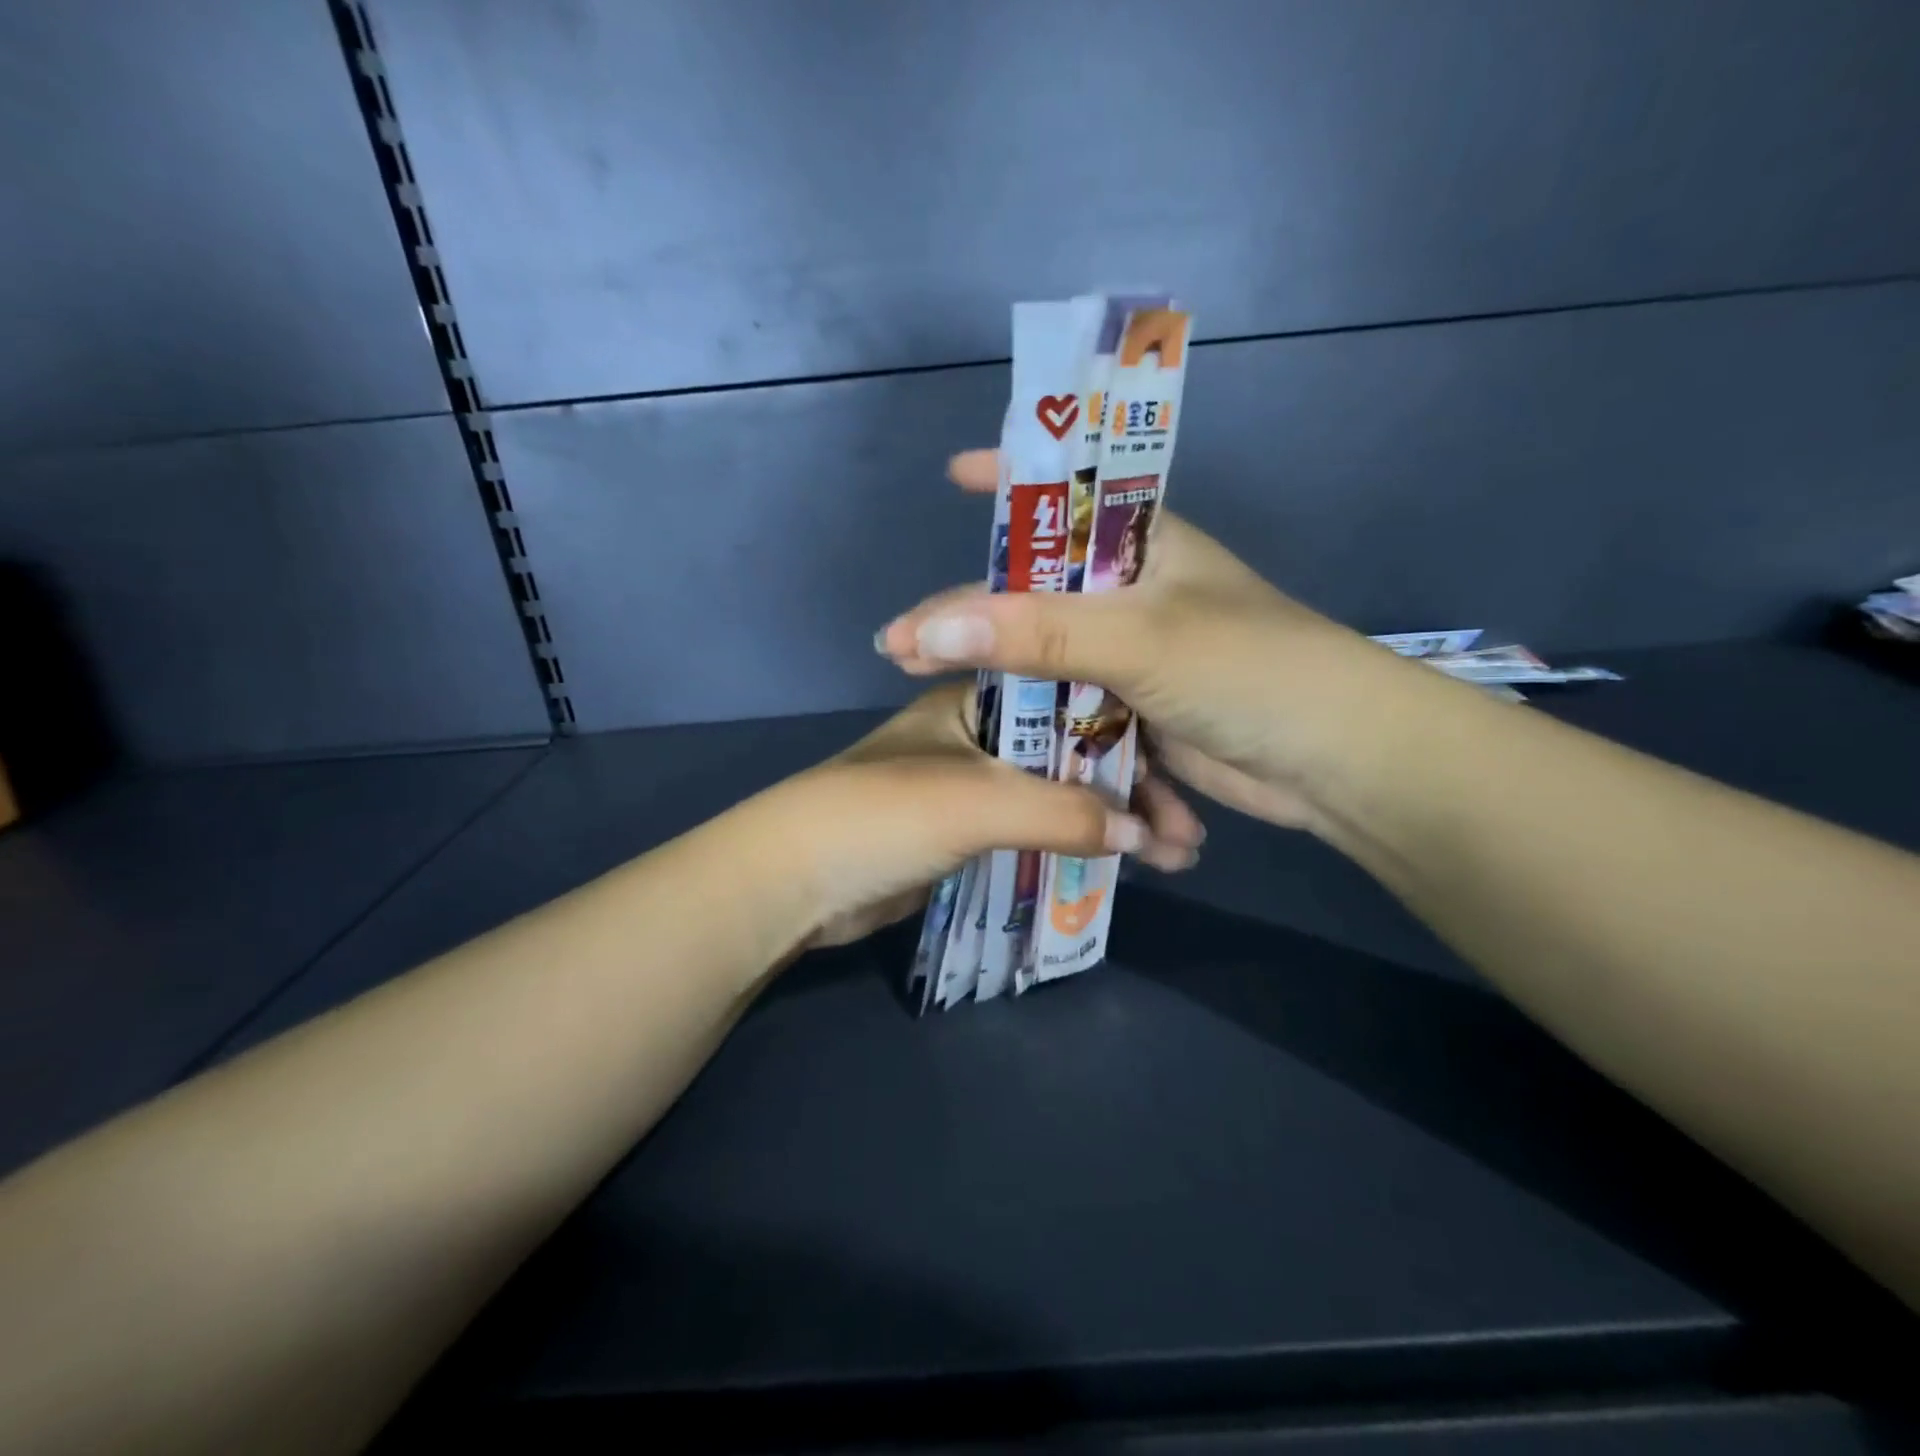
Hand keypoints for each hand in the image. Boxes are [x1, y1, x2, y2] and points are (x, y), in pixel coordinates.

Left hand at [761, 681, 1205, 948]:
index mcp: (975, 700)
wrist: (793, 882)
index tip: (1181, 759)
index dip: (1125, 728)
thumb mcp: (977, 800)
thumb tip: (1144, 834)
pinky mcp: (964, 831)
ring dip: (1105, 820)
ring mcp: (971, 784)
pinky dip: (1072, 845)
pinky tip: (1120, 862)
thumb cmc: (881, 816)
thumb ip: (1063, 813)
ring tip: (1173, 853)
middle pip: (1068, 751)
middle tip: (1186, 825)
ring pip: (1055, 793)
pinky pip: (1033, 830)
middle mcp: (977, 733)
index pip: (1068, 697)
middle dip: (1126, 785)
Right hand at [874, 450, 1430, 835]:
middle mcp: (1133, 595)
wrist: (1334, 764)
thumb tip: (927, 629)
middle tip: (903, 641)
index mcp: (1142, 545)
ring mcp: (1133, 657)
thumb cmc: (1249, 670)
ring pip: (1048, 658)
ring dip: (998, 678)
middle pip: (1037, 592)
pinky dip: (1043, 727)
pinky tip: (991, 738)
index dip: (1010, 477)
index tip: (952, 475)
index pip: (1065, 491)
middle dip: (972, 614)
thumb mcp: (1138, 638)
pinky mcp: (1137, 712)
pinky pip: (1074, 712)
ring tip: (925, 685)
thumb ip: (1036, 632)